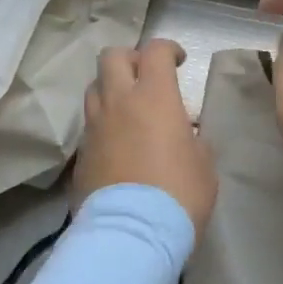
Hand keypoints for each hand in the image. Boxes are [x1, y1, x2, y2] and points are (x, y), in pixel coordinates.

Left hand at [75, 40, 217, 234]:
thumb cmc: (179, 194)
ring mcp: (94, 127)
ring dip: (111, 89)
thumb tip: (183, 135)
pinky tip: (117, 145)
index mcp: (154, 96)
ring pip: (94, 88)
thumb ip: (192, 138)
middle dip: (130, 58)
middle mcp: (118, 102)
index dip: (168, 49)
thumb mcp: (203, 163)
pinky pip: (89, 125)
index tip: (179, 61)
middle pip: (112, 57)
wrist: (131, 234)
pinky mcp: (79, 155)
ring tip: (127, 109)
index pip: (155, 51)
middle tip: (146, 76)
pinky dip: (103, 125)